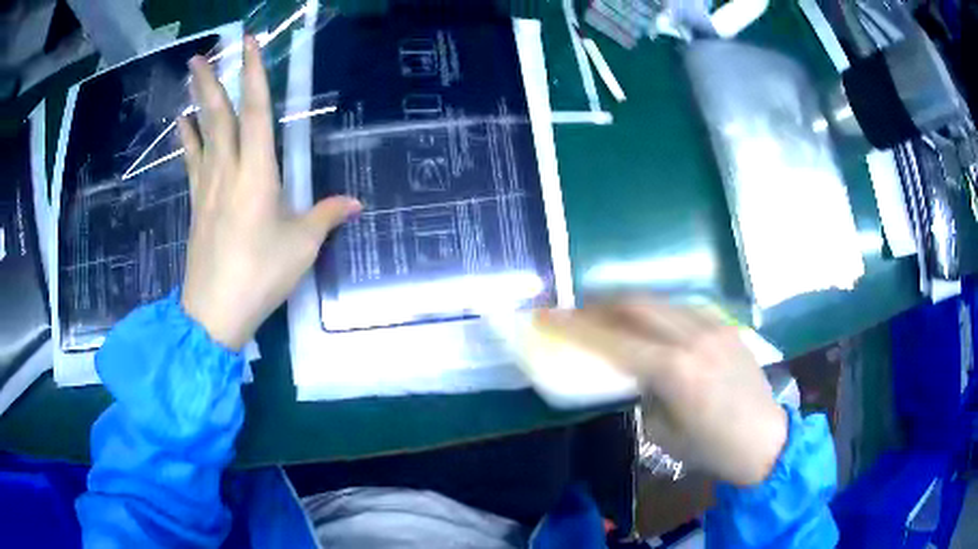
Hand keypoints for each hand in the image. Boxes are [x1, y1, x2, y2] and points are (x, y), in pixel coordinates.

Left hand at [177, 36, 359, 349]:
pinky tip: (183, 125)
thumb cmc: (260, 276)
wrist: (214, 313)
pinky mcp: (197, 205)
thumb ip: (326, 215)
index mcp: (257, 174)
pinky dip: (189, 139)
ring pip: (201, 134)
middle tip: (200, 54)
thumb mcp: (302, 247)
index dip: (254, 74)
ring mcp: (207, 187)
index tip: (249, 43)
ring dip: (196, 103)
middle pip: (218, 117)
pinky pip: (192, 161)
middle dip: (211, 81)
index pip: (256, 112)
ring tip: (191, 78)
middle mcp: (228, 171)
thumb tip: (355, 202)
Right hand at [535, 297, 786, 486]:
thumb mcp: (662, 432)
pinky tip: (653, 322)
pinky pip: (684, 307)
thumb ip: (644, 394)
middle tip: (577, 310)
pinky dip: (659, 310)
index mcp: (673, 370)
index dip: (575, 326)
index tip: (548, 316)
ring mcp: (714, 326)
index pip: (612, 340)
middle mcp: (693, 337)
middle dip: (599, 304)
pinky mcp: (727, 326)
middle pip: (635, 304)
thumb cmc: (711, 449)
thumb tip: (636, 373)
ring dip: (629, 304)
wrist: (765, 439)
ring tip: (610, 313)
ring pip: (660, 300)